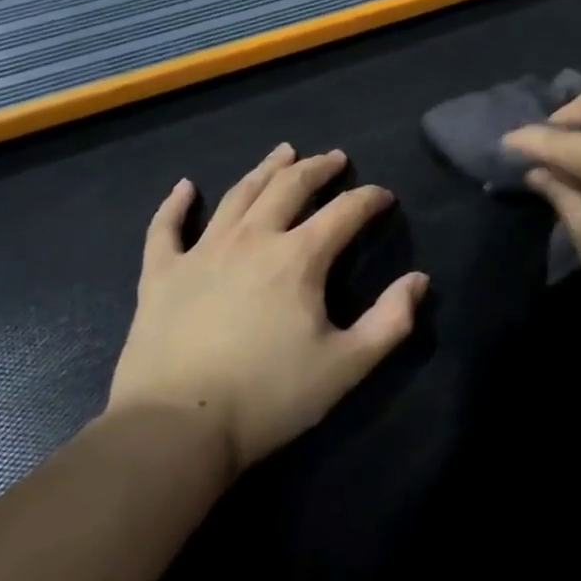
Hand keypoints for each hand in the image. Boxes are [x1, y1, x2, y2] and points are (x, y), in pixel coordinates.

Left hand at [108, 144, 426, 471]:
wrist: (177, 428)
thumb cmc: (269, 397)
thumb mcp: (346, 365)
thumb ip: (390, 321)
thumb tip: (419, 280)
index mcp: (299, 258)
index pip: (344, 212)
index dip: (369, 199)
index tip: (384, 196)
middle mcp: (252, 239)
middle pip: (290, 187)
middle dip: (318, 168)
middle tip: (334, 158)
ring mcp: (202, 252)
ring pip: (239, 195)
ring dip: (266, 170)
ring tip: (283, 152)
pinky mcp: (162, 274)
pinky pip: (166, 228)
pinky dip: (175, 204)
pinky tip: (184, 186)